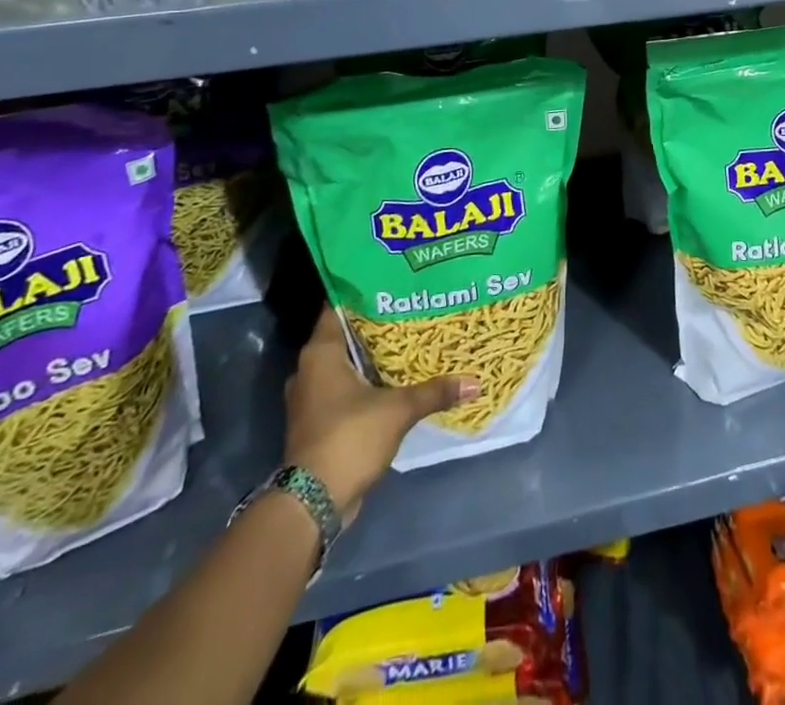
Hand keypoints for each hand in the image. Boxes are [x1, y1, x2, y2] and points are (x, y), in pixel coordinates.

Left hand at [282, 306, 479, 519]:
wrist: (313, 502)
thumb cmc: (349, 437)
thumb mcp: (398, 410)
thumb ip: (434, 391)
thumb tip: (474, 382)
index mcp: (320, 353)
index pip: (339, 307)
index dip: (364, 293)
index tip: (392, 283)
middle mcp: (309, 370)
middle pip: (344, 336)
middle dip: (374, 326)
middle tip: (409, 310)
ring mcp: (311, 398)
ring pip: (343, 366)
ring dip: (369, 358)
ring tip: (406, 342)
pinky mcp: (318, 422)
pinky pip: (343, 390)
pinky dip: (364, 384)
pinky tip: (393, 381)